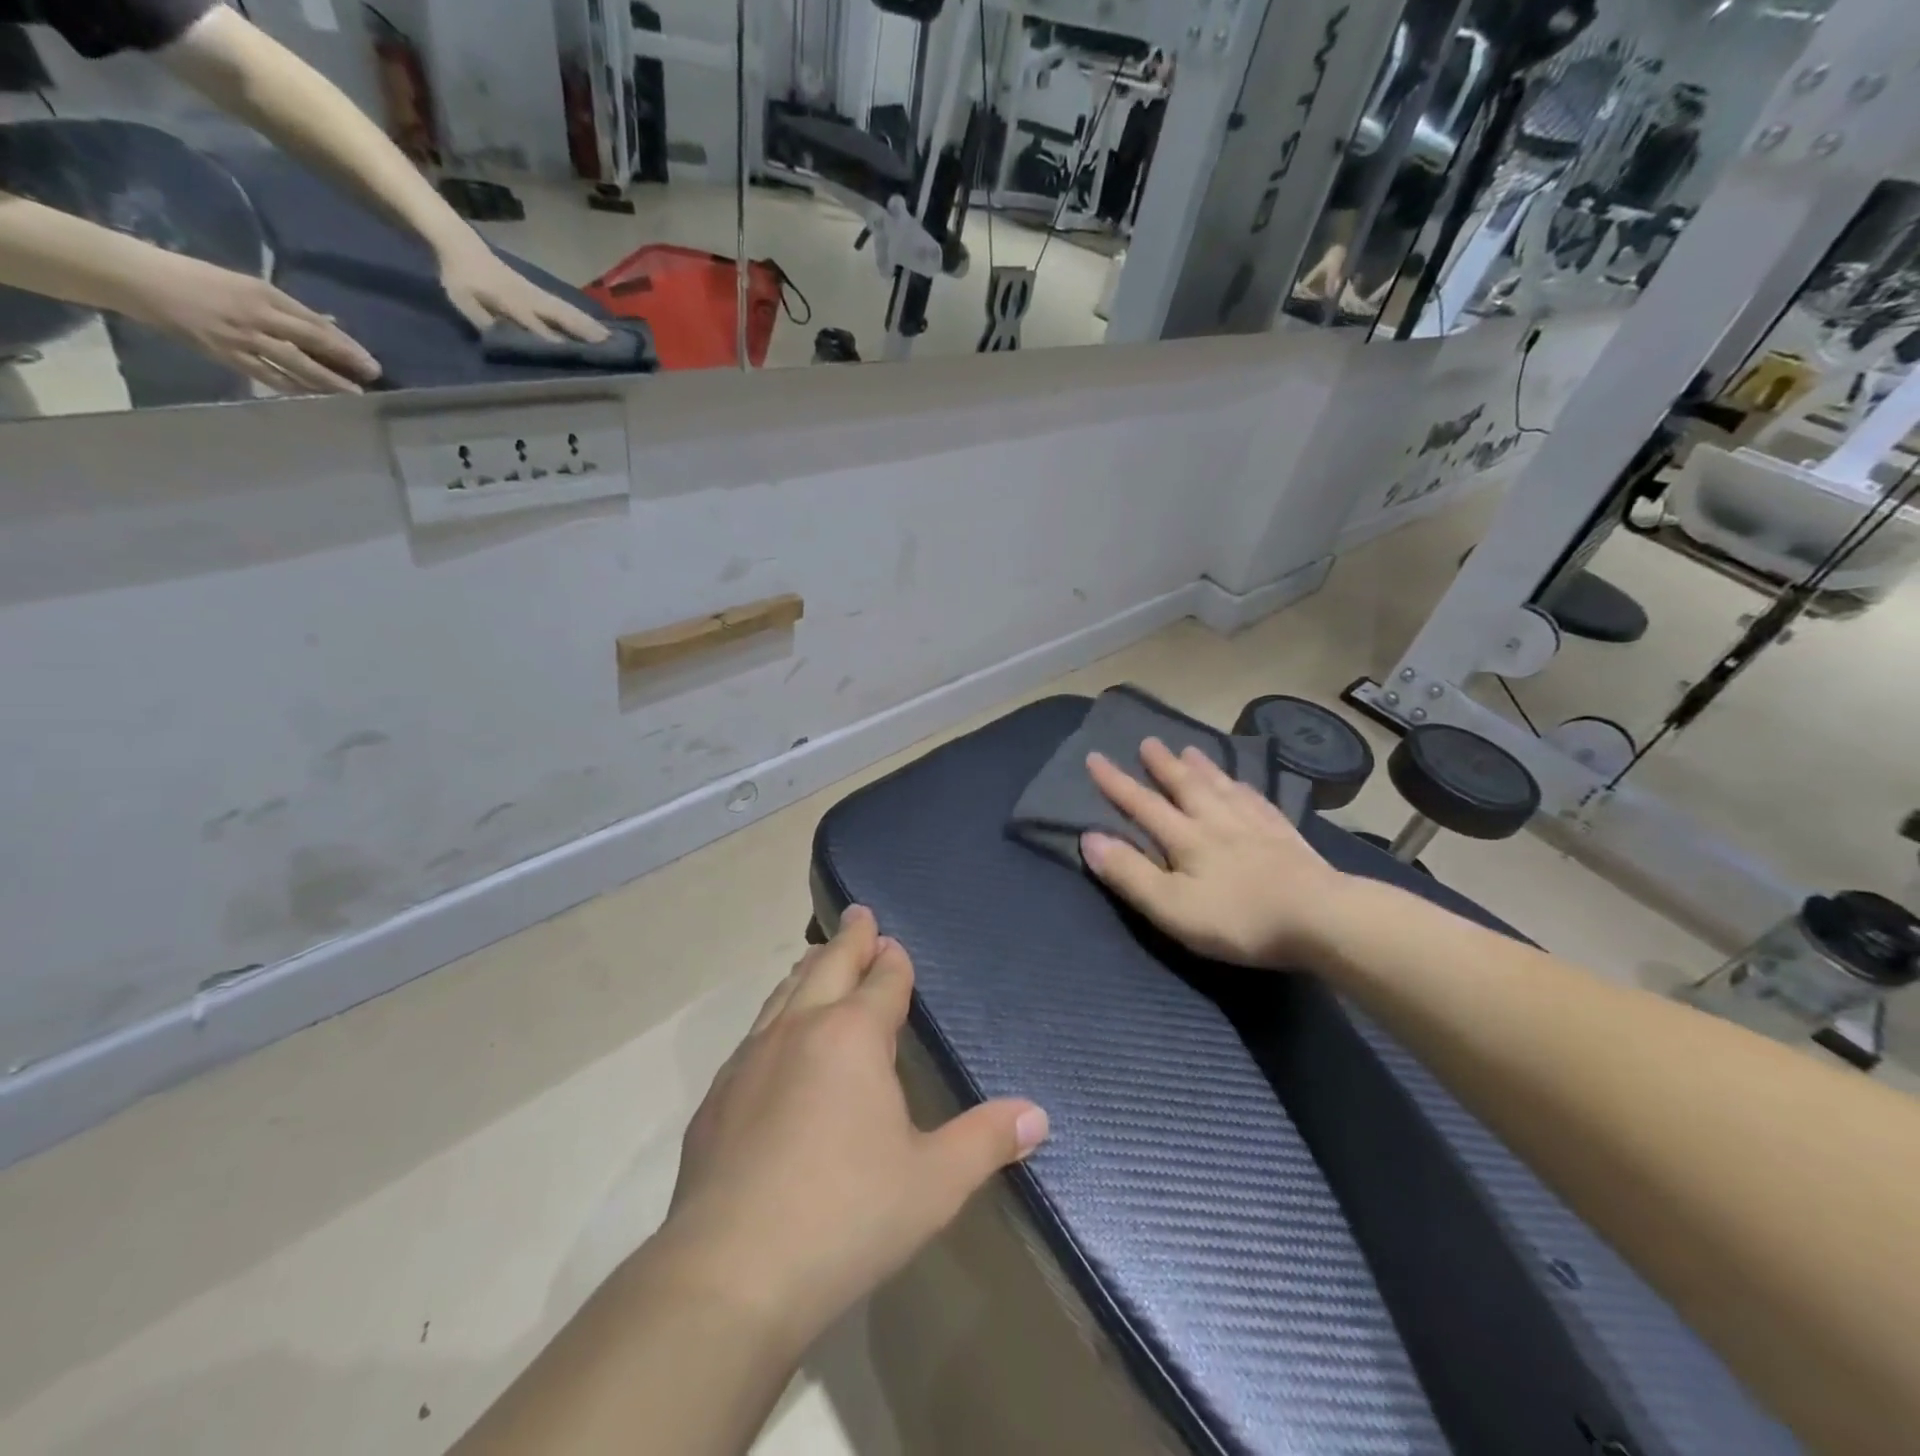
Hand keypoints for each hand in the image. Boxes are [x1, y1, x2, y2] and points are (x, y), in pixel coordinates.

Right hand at [120, 253, 379, 393]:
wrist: (138, 279)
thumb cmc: (197, 278)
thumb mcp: (249, 286)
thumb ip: (291, 309)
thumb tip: (330, 325)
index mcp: (263, 294)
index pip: (316, 324)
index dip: (347, 345)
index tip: (370, 361)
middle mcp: (257, 316)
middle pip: (312, 343)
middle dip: (345, 362)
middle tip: (372, 378)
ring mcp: (242, 338)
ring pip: (296, 364)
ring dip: (327, 381)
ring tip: (353, 394)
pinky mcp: (227, 355)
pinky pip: (269, 376)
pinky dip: (295, 387)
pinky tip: (315, 397)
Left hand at [436, 238, 608, 342]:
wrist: (460, 244)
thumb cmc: (459, 277)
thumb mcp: (463, 301)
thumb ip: (485, 321)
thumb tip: (509, 341)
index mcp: (510, 301)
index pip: (537, 325)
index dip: (555, 341)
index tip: (576, 356)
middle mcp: (530, 297)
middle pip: (561, 316)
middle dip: (584, 331)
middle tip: (609, 347)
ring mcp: (537, 293)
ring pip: (567, 311)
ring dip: (589, 325)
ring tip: (610, 338)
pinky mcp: (539, 291)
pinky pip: (564, 306)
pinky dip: (582, 316)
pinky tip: (595, 324)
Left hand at [654, 907, 1048, 1352]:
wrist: (729, 1275)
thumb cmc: (846, 1217)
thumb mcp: (933, 1183)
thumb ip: (986, 1141)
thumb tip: (1037, 1115)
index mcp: (853, 1036)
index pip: (882, 981)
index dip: (893, 960)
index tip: (894, 944)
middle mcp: (800, 1029)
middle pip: (828, 966)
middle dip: (849, 939)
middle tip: (859, 915)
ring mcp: (751, 1059)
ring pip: (784, 993)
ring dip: (808, 970)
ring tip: (817, 957)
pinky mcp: (717, 1096)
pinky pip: (754, 1034)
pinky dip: (775, 1015)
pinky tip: (775, 1038)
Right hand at [1081, 738, 1350, 968]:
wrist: (1321, 919)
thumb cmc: (1238, 919)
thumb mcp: (1171, 906)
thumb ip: (1129, 873)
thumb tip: (1088, 838)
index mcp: (1186, 839)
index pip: (1142, 805)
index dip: (1116, 783)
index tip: (1095, 758)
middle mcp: (1217, 822)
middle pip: (1185, 787)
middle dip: (1162, 766)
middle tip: (1148, 741)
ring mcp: (1255, 826)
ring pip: (1222, 788)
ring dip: (1202, 768)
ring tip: (1190, 749)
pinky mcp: (1286, 837)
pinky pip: (1258, 802)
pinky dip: (1244, 788)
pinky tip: (1243, 784)